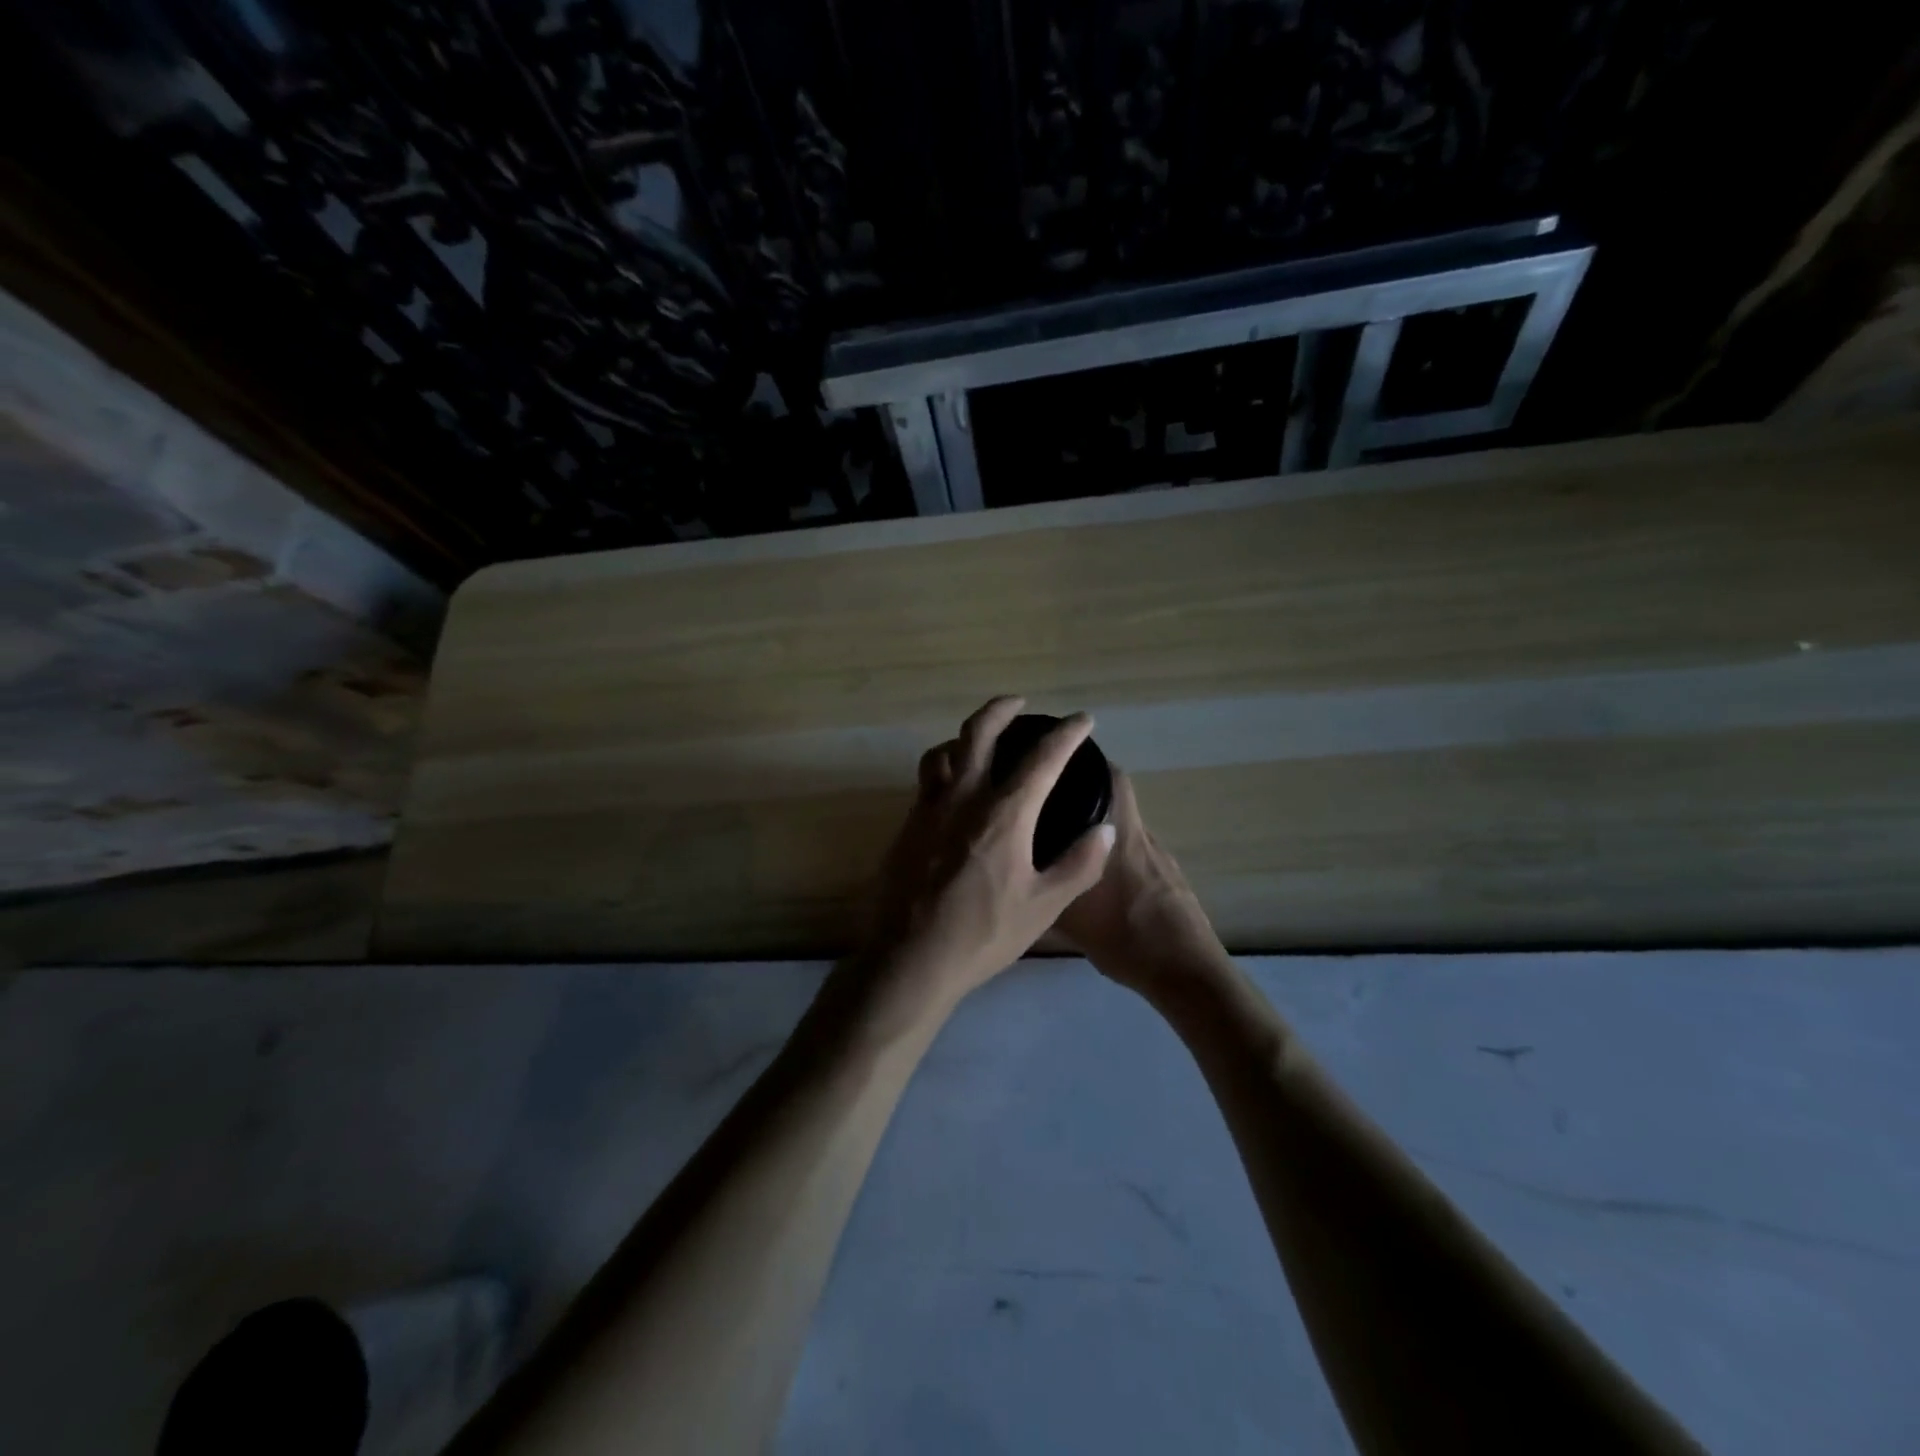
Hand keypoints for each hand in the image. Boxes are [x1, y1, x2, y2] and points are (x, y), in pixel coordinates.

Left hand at [863, 696, 1115, 1017]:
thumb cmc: (983, 934)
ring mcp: (928, 809)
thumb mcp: (1044, 906)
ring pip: (942, 751)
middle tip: (1019, 703)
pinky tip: (955, 793)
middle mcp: (963, 797)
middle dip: (1001, 709)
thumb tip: (1106, 830)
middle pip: (979, 732)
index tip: (1082, 720)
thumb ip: (1078, 864)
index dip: (1066, 733)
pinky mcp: (906, 826)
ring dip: (964, 736)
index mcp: (1004, 813)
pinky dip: (945, 768)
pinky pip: (927, 781)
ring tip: (980, 742)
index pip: (1042, 757)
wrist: (910, 958)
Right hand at [1055, 769, 1227, 997]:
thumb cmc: (1127, 939)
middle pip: (1117, 801)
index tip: (1059, 765)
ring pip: (1126, 831)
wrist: (1187, 973)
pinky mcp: (1172, 881)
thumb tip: (1017, 879)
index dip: (1088, 764)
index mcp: (1121, 836)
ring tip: (1070, 849)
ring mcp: (1162, 860)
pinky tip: (1103, 886)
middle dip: (1087, 798)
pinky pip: (1139, 857)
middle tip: (1054, 808)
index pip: (1112, 778)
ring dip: (1102, 833)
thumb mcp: (1070, 920)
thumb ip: (1043, 892)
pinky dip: (1119, 860)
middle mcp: (1143, 838)